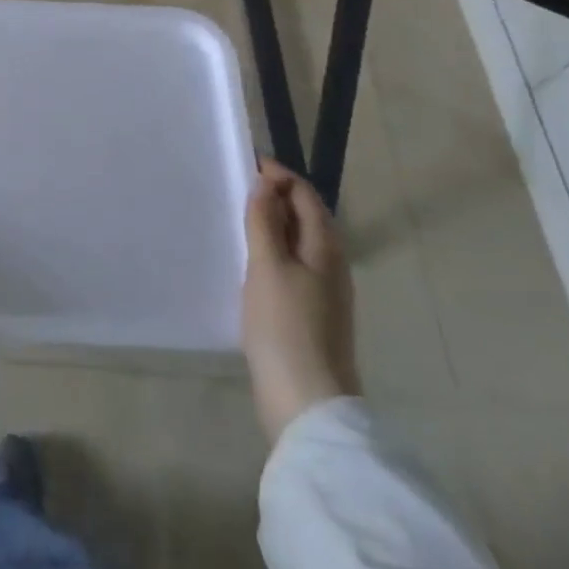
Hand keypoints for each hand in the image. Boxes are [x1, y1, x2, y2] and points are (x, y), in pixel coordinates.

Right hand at [242, 161, 360, 440]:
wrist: (307, 403)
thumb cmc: (285, 327)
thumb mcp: (268, 267)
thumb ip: (265, 222)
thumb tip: (265, 184)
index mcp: (326, 249)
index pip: (306, 195)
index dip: (279, 175)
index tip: (245, 164)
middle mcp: (331, 265)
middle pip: (306, 217)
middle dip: (275, 197)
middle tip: (236, 189)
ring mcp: (324, 293)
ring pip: (299, 243)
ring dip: (272, 225)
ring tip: (237, 219)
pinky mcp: (311, 315)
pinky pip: (292, 267)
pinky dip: (272, 252)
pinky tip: (249, 263)